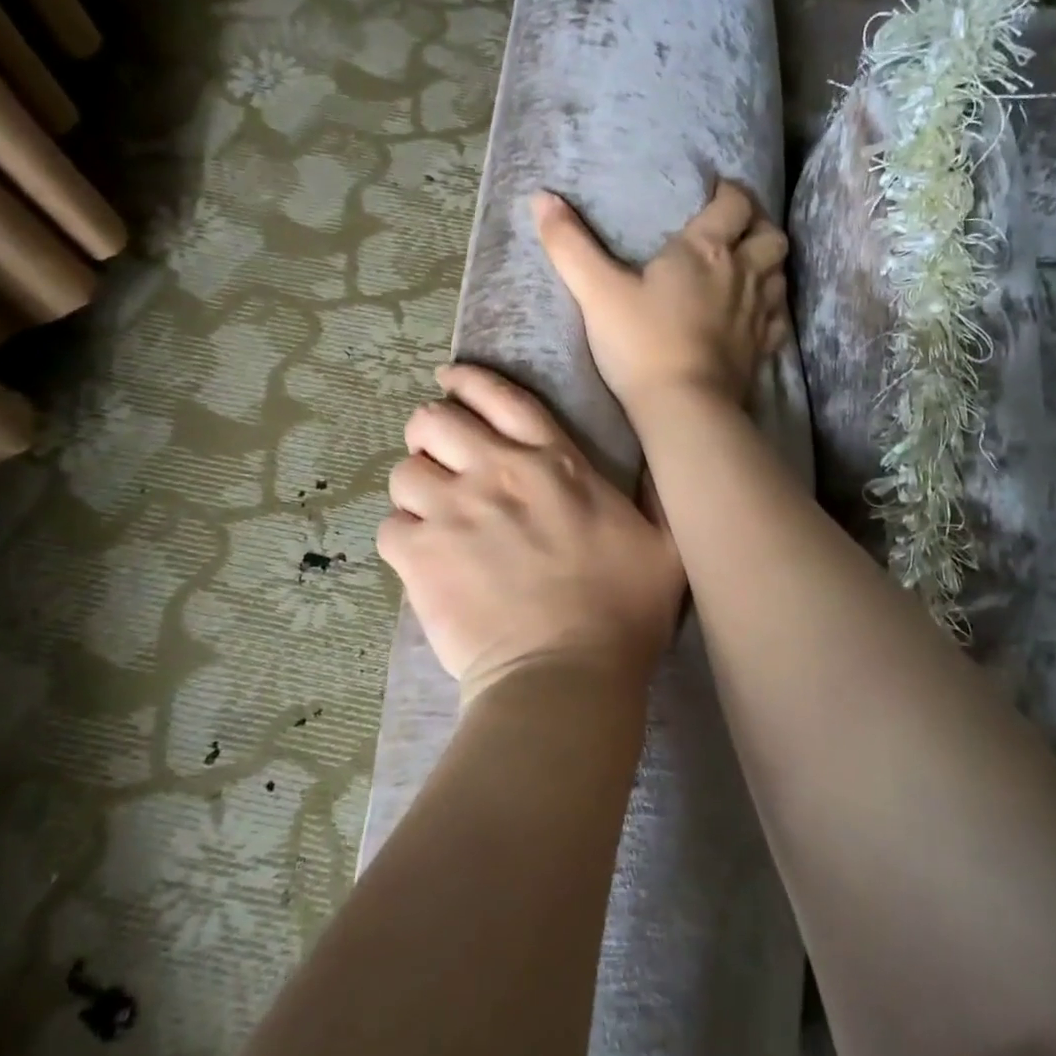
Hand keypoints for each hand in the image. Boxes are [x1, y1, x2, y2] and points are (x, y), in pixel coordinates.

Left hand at [378, 363, 683, 700]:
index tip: (450, 380)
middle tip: (441, 458)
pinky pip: (389, 527)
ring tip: (430, 515)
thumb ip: (657, 494)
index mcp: (554, 463)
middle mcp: (497, 473)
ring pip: (404, 472)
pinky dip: (402, 539)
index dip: (469, 381)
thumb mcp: (666, 543)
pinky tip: (421, 558)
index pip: (501, 398)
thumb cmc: (624, 612)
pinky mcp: (420, 555)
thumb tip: (659, 460)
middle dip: (430, 433)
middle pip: (434, 421)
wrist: (566, 676)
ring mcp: (453, 511)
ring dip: (415, 489)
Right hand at [533, 181, 789, 418]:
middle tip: (735, 230)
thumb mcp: (596, 292)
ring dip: (768, 264)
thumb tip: (540, 196)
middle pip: (769, 234)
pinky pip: (779, 318)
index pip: (734, 203)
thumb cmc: (640, 344)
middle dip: (757, 225)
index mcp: (706, 249)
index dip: (729, 193)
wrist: (684, 407)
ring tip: (747, 267)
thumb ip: (569, 244)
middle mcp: (742, 273)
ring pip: (780, 273)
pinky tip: (757, 315)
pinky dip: (772, 308)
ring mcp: (758, 313)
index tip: (715, 193)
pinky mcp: (763, 349)